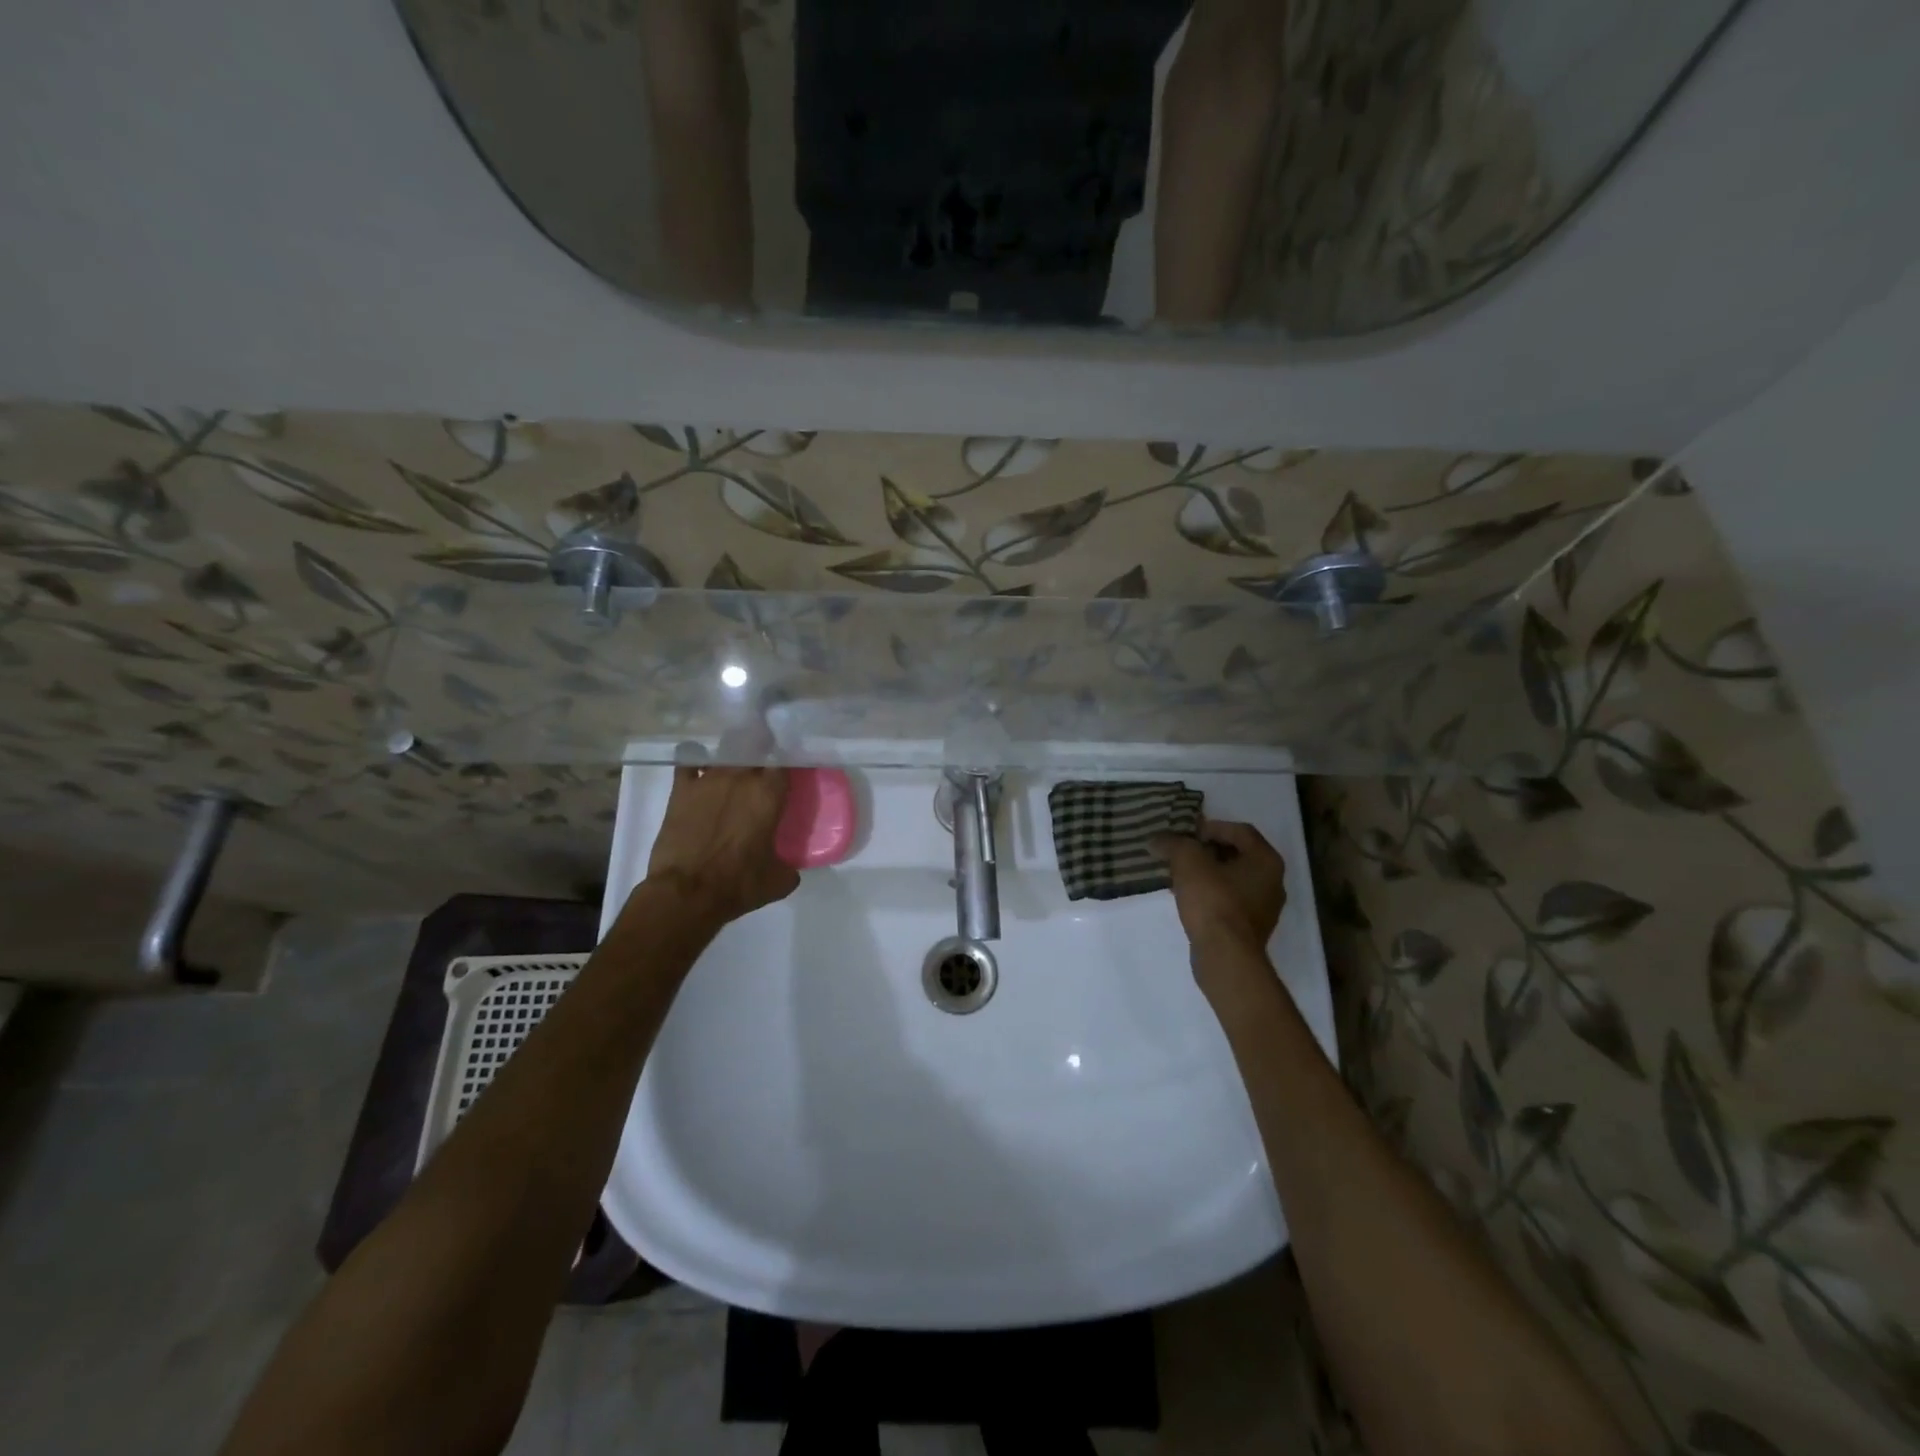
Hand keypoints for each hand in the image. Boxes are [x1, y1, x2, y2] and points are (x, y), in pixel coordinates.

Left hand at [646, 765, 799, 925]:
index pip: (784, 762)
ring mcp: (708, 779)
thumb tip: (790, 867)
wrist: (687, 892)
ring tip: (735, 766)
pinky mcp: (681, 789)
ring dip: (732, 757)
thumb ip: (789, 866)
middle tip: (763, 766)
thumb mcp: (778, 880)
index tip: (786, 771)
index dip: (786, 763)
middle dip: (761, 752)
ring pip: (725, 752)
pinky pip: (689, 761)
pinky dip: (696, 759)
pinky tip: (700, 766)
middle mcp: (741, 777)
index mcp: (769, 794)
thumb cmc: (738, 883)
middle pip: (755, 748)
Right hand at [1151, 820, 1286, 964]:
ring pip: (1232, 879)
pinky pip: (1230, 900)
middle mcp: (1272, 881)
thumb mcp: (1188, 862)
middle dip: (1206, 850)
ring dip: (1206, 873)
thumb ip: (1173, 844)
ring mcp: (1264, 907)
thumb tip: (1157, 840)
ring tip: (1178, 875)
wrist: (1225, 956)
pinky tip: (1187, 898)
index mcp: (1266, 860)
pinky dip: (1210, 893)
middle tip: (1180, 852)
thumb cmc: (1213, 901)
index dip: (1210, 827)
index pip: (1239, 830)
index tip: (1185, 834)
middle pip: (1237, 854)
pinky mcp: (1250, 928)